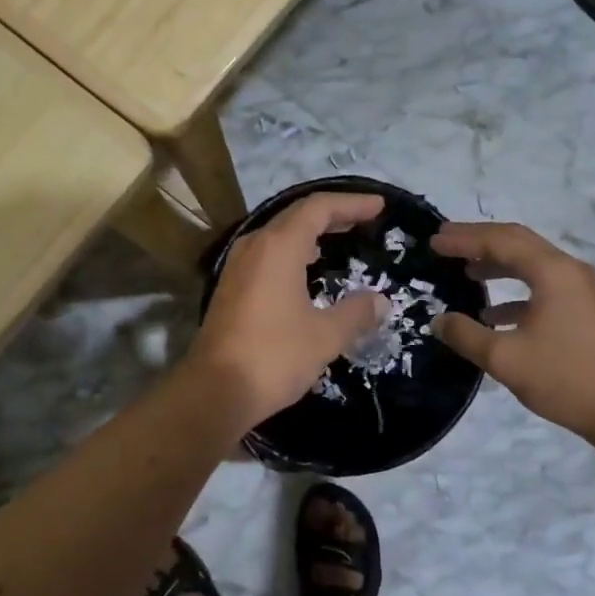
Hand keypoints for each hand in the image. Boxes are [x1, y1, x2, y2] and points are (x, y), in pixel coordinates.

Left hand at [187, 192, 389, 429]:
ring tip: (341, 237)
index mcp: (278, 247)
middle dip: (334, 213)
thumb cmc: (273, 356)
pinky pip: (269, 253)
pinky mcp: (232, 286)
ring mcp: (238, 265)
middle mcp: (255, 246)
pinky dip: (294, 250)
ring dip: (312, 231)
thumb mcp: (325, 336)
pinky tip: (308, 269)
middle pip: (297, 215)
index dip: (351, 203)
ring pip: (280, 234)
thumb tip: (380, 301)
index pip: (318, 208)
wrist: (213, 392)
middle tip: (365, 218)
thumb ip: (356, 313)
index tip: (379, 206)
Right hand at [429, 222, 594, 449]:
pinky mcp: (589, 311)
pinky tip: (495, 316)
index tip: (434, 240)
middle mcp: (571, 271)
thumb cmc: (566, 378)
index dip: (464, 238)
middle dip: (480, 241)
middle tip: (446, 243)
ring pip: (533, 265)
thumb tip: (438, 320)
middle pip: (518, 243)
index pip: (500, 241)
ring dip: (498, 265)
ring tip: (466, 272)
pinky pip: (546, 287)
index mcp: (553, 272)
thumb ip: (466, 335)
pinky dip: (517, 293)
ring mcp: (584, 290)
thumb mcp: (505, 359)